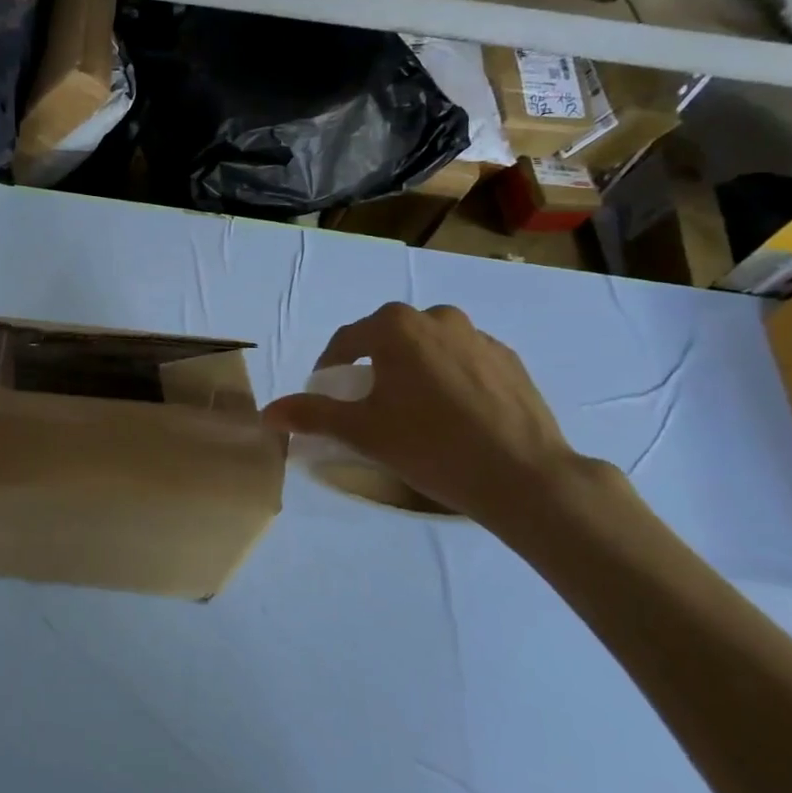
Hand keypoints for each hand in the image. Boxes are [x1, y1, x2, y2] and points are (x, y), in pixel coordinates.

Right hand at [261, 303, 586, 527]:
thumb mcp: (362, 432)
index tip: (326, 397)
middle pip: (388, 339)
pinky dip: (449, 379)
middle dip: (372, 367)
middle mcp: (437, 317)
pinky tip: (453, 416)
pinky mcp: (509, 360)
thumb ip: (312, 415)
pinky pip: (464, 361)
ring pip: (428, 348)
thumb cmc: (431, 446)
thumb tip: (268, 413)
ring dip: (412, 370)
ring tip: (413, 411)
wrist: (524, 475)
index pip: (346, 341)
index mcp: (396, 327)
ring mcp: (479, 337)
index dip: (329, 369)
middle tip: (368, 406)